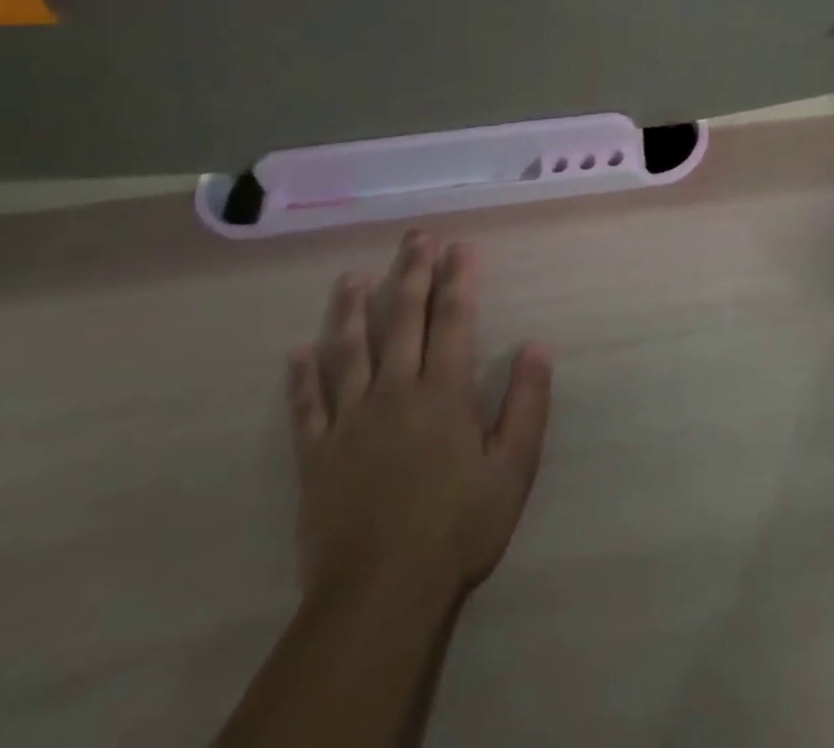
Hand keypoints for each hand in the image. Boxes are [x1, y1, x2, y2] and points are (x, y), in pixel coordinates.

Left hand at [285, 233, 552, 612]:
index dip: (458, 279)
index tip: (460, 246)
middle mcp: (395, 392)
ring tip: (350, 277)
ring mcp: (350, 422)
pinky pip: (307, 408)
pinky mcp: (317, 456)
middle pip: (401, 320)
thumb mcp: (513, 467)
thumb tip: (537, 346)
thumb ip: (527, 403)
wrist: (380, 596)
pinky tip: (296, 353)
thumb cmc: (458, 527)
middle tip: (415, 238)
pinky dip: (301, 379)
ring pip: (347, 352)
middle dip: (411, 274)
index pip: (454, 320)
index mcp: (444, 393)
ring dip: (349, 310)